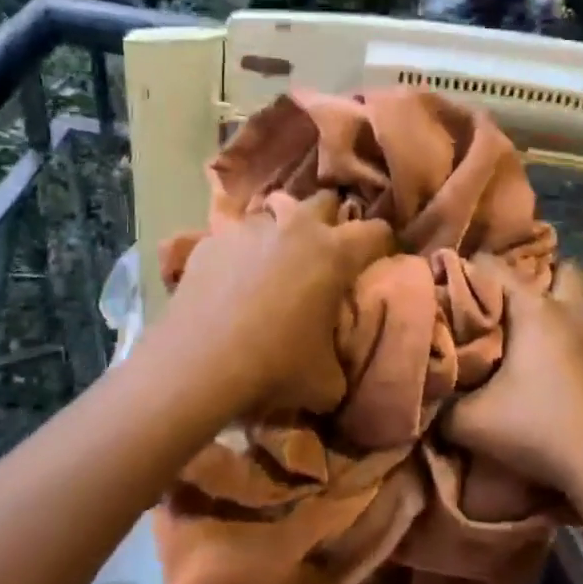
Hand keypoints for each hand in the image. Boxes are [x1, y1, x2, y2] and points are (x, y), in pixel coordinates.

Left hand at [156, 189, 396, 418]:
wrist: (200, 362)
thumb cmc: (275, 366)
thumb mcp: (326, 382)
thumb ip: (340, 363)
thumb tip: (335, 365)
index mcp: (334, 253)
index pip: (377, 231)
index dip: (382, 244)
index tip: (377, 260)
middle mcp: (295, 227)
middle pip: (324, 201)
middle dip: (329, 221)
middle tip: (324, 253)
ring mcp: (249, 229)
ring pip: (274, 214)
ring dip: (281, 233)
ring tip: (273, 265)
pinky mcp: (211, 241)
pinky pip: (235, 238)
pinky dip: (240, 254)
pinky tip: (231, 282)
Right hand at [440, 260, 582, 516]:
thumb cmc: (540, 427)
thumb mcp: (471, 422)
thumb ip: (442, 405)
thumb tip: (429, 397)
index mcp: (535, 311)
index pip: (494, 265)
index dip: (465, 269)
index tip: (443, 284)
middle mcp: (569, 314)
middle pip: (562, 270)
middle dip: (535, 276)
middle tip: (503, 298)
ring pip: (576, 304)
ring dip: (552, 309)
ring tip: (517, 331)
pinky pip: (581, 335)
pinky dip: (563, 340)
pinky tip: (541, 366)